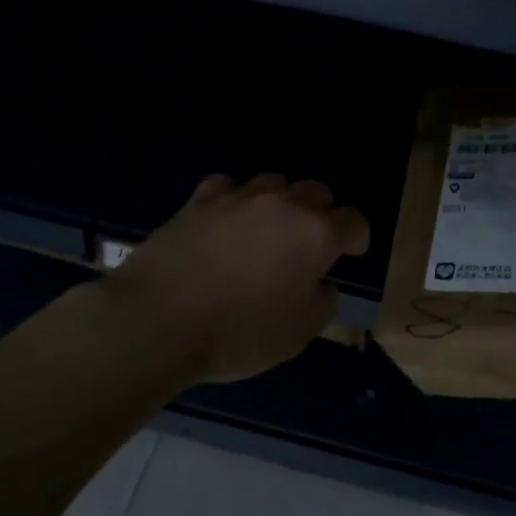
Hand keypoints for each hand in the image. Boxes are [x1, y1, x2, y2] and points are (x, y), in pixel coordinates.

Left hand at [114, 173, 370, 383]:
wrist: (158, 320)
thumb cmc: (239, 333)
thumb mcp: (299, 333)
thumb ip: (322, 302)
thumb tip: (320, 284)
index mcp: (316, 234)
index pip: (353, 221)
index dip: (357, 238)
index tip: (351, 254)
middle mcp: (283, 205)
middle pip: (317, 192)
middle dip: (322, 214)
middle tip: (311, 245)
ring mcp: (238, 198)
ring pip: (274, 182)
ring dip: (281, 203)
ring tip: (268, 231)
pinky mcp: (198, 202)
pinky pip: (228, 186)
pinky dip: (236, 200)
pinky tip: (228, 221)